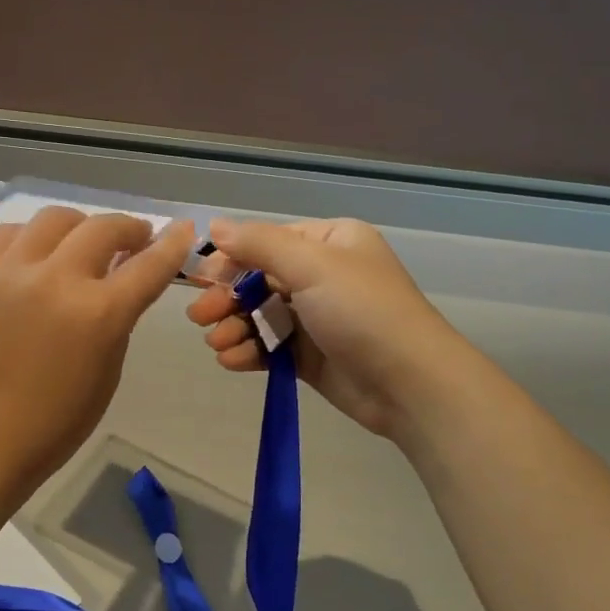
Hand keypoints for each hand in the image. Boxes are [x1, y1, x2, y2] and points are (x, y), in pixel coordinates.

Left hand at [0, 208, 193, 504]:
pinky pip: (10, 234)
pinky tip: (36, 255)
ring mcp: (8, 272)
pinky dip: (32, 238)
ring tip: (82, 245)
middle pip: (103, 228)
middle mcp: (55, 281)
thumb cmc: (53, 422)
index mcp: (97, 315)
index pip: (148, 265)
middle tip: (134, 240)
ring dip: (80, 228)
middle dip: (128, 229)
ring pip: (54, 219)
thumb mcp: (107, 372)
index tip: (182, 229)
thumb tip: (121, 279)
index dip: (172, 244)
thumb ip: (118, 318)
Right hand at [185, 217, 471, 438]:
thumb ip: (259, 244)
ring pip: (259, 315)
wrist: (409, 384)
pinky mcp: (310, 355)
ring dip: (234, 327)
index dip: (231, 259)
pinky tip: (231, 361)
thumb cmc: (362, 311)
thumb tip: (214, 226)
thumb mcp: (312, 266)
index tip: (200, 279)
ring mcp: (315, 317)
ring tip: (217, 344)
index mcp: (329, 242)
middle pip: (258, 280)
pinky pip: (270, 346)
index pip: (267, 242)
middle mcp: (322, 274)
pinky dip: (249, 351)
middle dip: (227, 298)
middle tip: (200, 317)